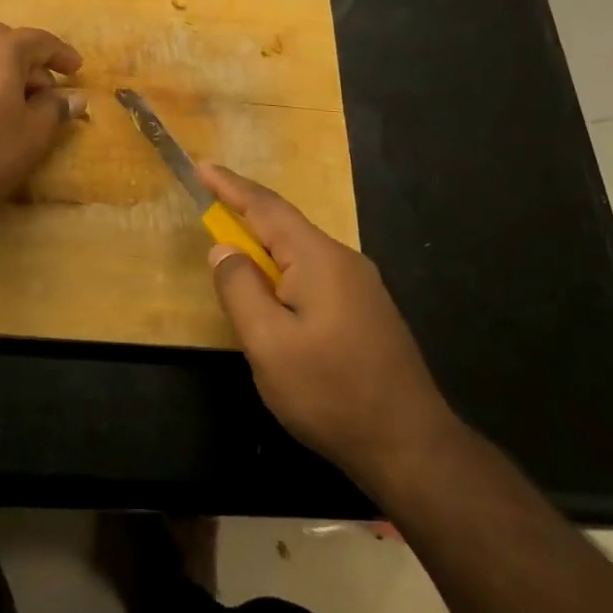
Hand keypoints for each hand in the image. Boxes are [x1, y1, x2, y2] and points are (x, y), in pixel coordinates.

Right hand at [200, 162, 457, 497]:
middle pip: (286, 225)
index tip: (202, 166)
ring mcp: (361, 285)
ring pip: (301, 252)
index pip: (266, 207)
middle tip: (211, 206)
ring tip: (236, 251)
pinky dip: (285, 270)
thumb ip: (240, 289)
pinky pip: (315, 273)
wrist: (411, 445)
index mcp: (318, 258)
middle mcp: (343, 260)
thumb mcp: (269, 344)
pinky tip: (276, 295)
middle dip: (246, 213)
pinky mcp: (367, 310)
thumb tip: (224, 249)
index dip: (230, 186)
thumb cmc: (331, 392)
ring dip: (265, 246)